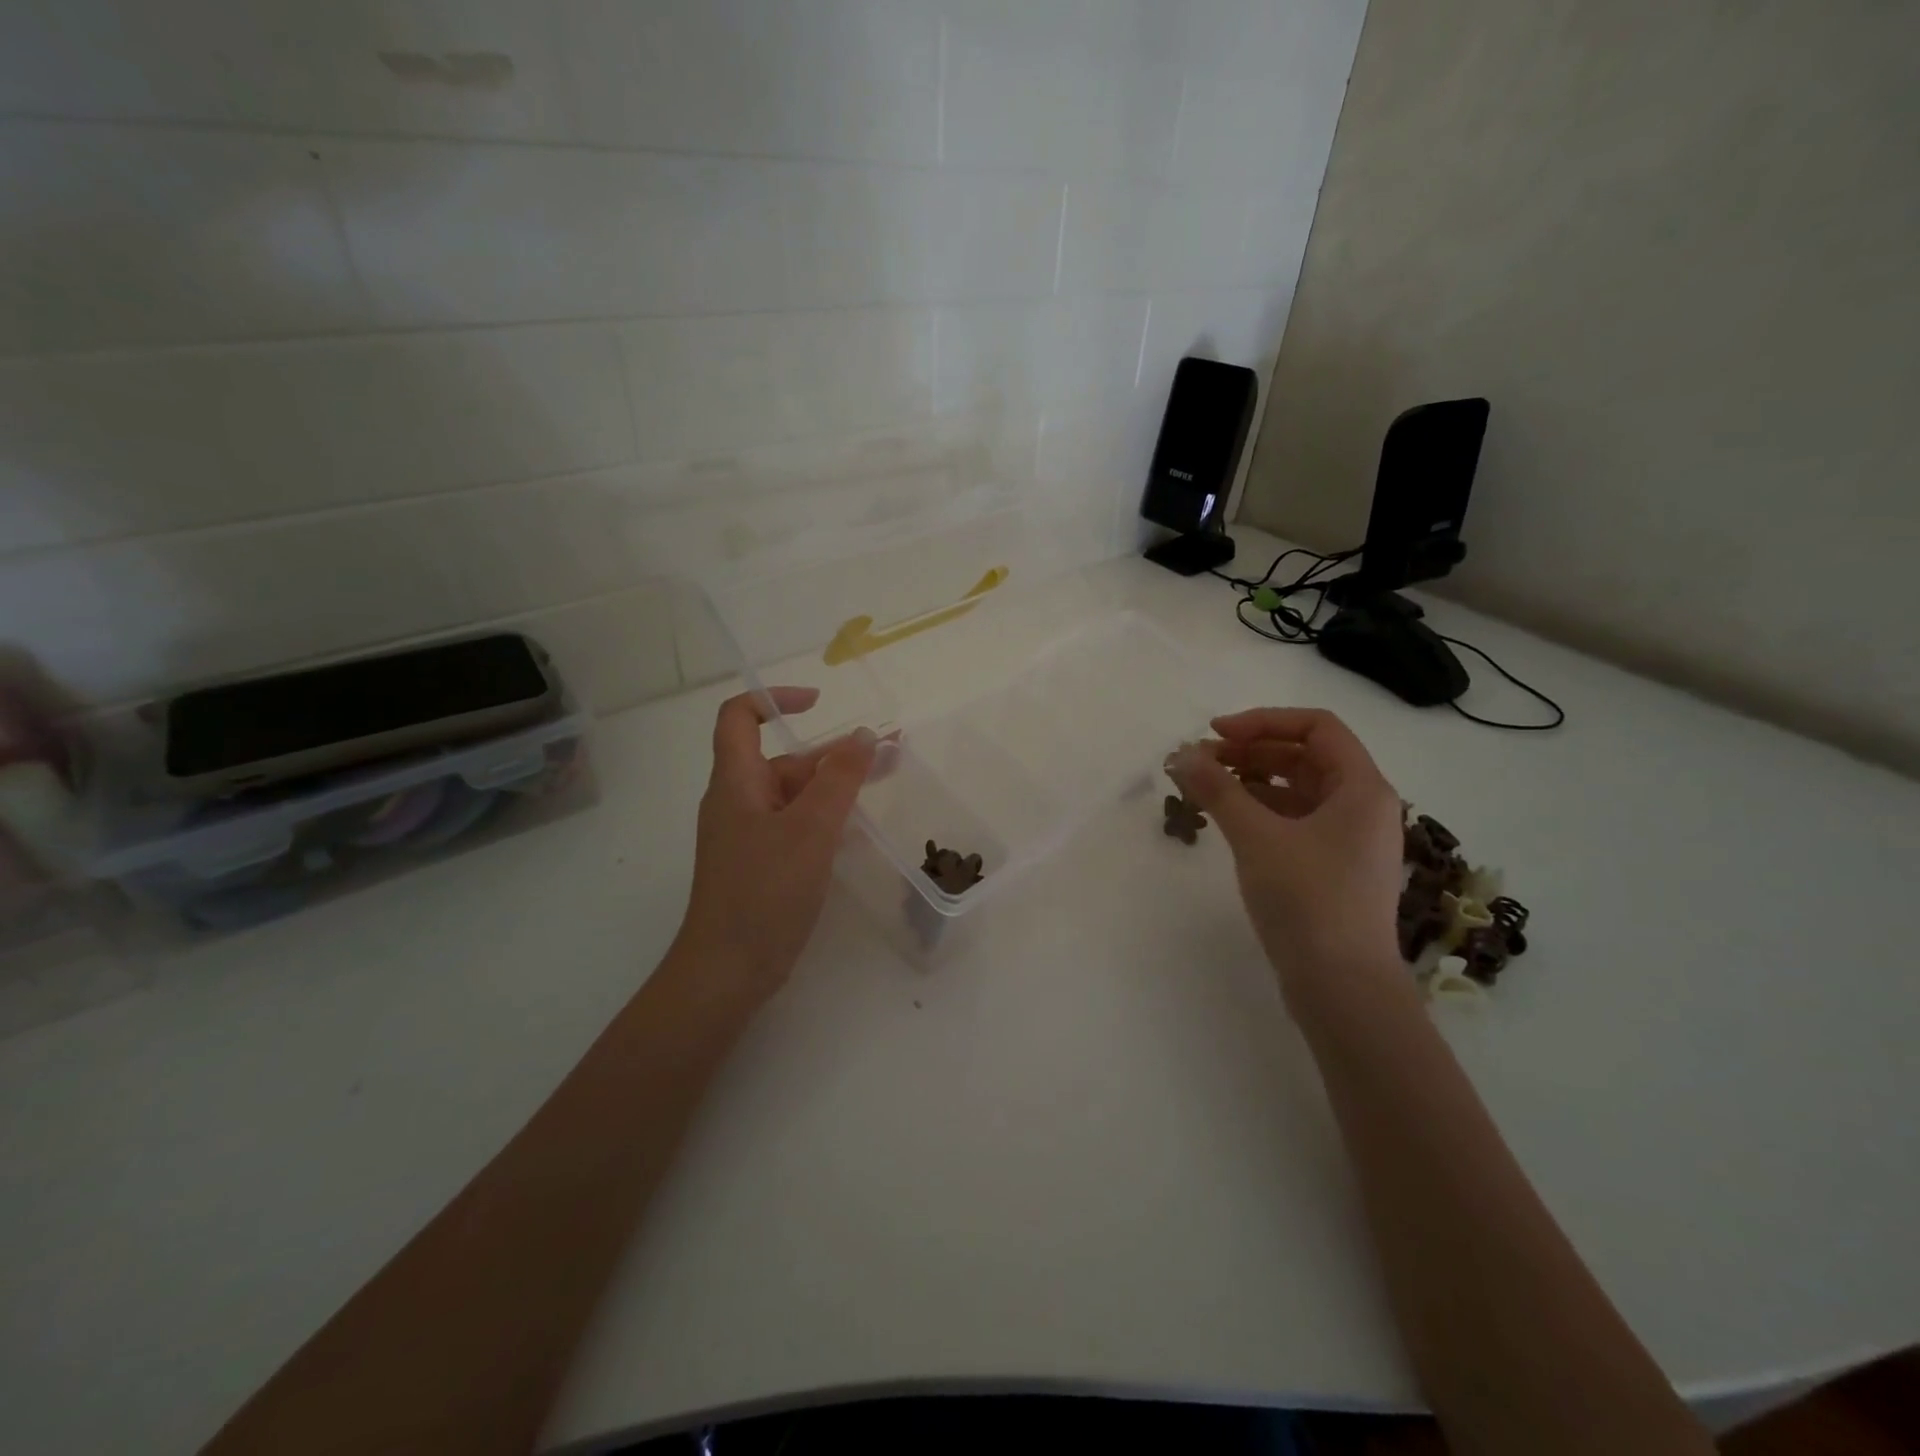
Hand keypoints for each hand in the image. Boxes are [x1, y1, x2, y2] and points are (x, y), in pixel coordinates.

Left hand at [674, 687, 876, 999]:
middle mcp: (739, 801)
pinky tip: (860, 826)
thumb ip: (839, 779)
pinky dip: (827, 817)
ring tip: (887, 780)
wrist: (728, 971)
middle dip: (834, 751)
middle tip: (888, 752)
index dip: (775, 699)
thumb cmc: (764, 892)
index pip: (738, 717)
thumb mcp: (810, 829)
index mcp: (736, 782)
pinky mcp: (763, 865)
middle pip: (784, 760)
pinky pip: (797, 826)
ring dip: (837, 784)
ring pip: (795, 795)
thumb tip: (862, 735)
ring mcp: (750, 836)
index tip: (819, 702)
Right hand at [1168, 707, 1404, 993]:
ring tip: (1206, 787)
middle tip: (1202, 761)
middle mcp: (1362, 807)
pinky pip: (1294, 821)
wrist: (1342, 987)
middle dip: (1252, 750)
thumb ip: (1218, 789)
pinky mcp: (1331, 868)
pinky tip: (1226, 820)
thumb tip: (1181, 754)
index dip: (1263, 721)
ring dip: (1252, 780)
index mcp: (1362, 788)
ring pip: (1297, 790)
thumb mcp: (1256, 836)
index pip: (1316, 727)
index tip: (1215, 734)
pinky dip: (1260, 811)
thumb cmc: (1307, 899)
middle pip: (1306, 757)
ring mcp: (1349, 840)